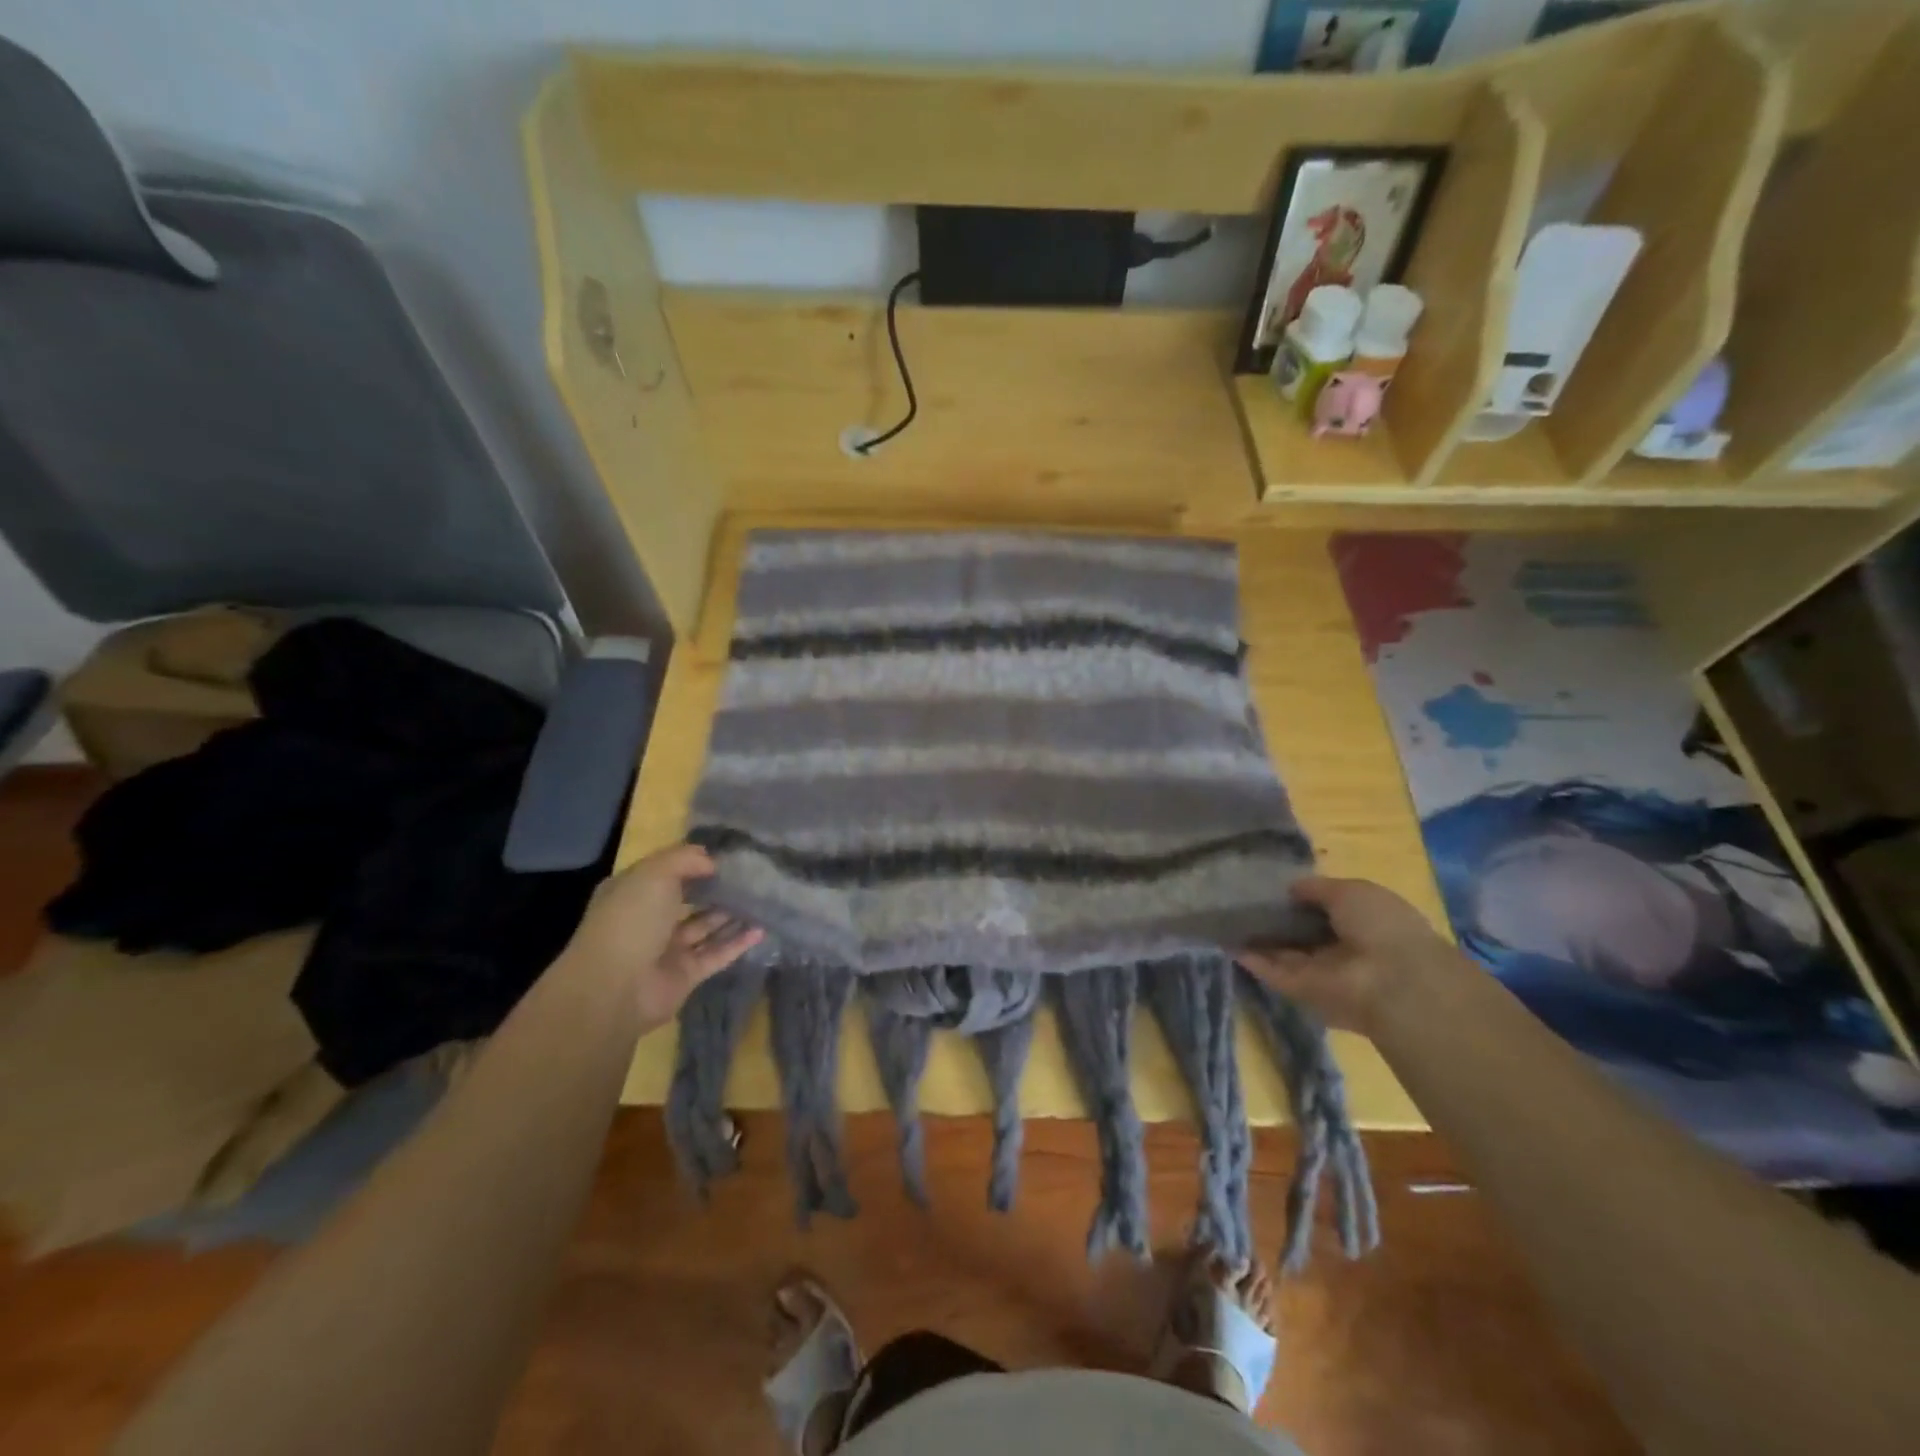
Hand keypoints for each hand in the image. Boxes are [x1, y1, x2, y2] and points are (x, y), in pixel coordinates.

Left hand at [571, 844, 763, 1023]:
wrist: (615, 988)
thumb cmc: (631, 920)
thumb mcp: (656, 874)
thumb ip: (686, 859)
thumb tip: (712, 862)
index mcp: (633, 892)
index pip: (666, 871)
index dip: (693, 862)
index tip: (726, 855)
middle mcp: (649, 919)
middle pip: (688, 899)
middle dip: (715, 888)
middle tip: (750, 876)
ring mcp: (667, 948)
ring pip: (705, 926)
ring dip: (731, 914)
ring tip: (762, 899)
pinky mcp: (686, 974)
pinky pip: (716, 954)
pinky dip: (738, 943)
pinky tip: (762, 929)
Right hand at [1237, 876, 1455, 1033]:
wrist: (1393, 983)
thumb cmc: (1380, 925)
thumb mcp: (1349, 891)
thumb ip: (1316, 888)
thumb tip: (1289, 888)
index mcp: (1362, 921)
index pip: (1325, 909)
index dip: (1299, 899)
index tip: (1270, 887)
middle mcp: (1342, 948)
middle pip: (1302, 933)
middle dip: (1276, 921)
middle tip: (1240, 901)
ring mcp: (1321, 971)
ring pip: (1284, 953)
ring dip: (1259, 940)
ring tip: (1225, 920)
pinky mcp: (1302, 990)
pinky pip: (1273, 972)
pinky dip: (1251, 960)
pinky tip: (1226, 942)